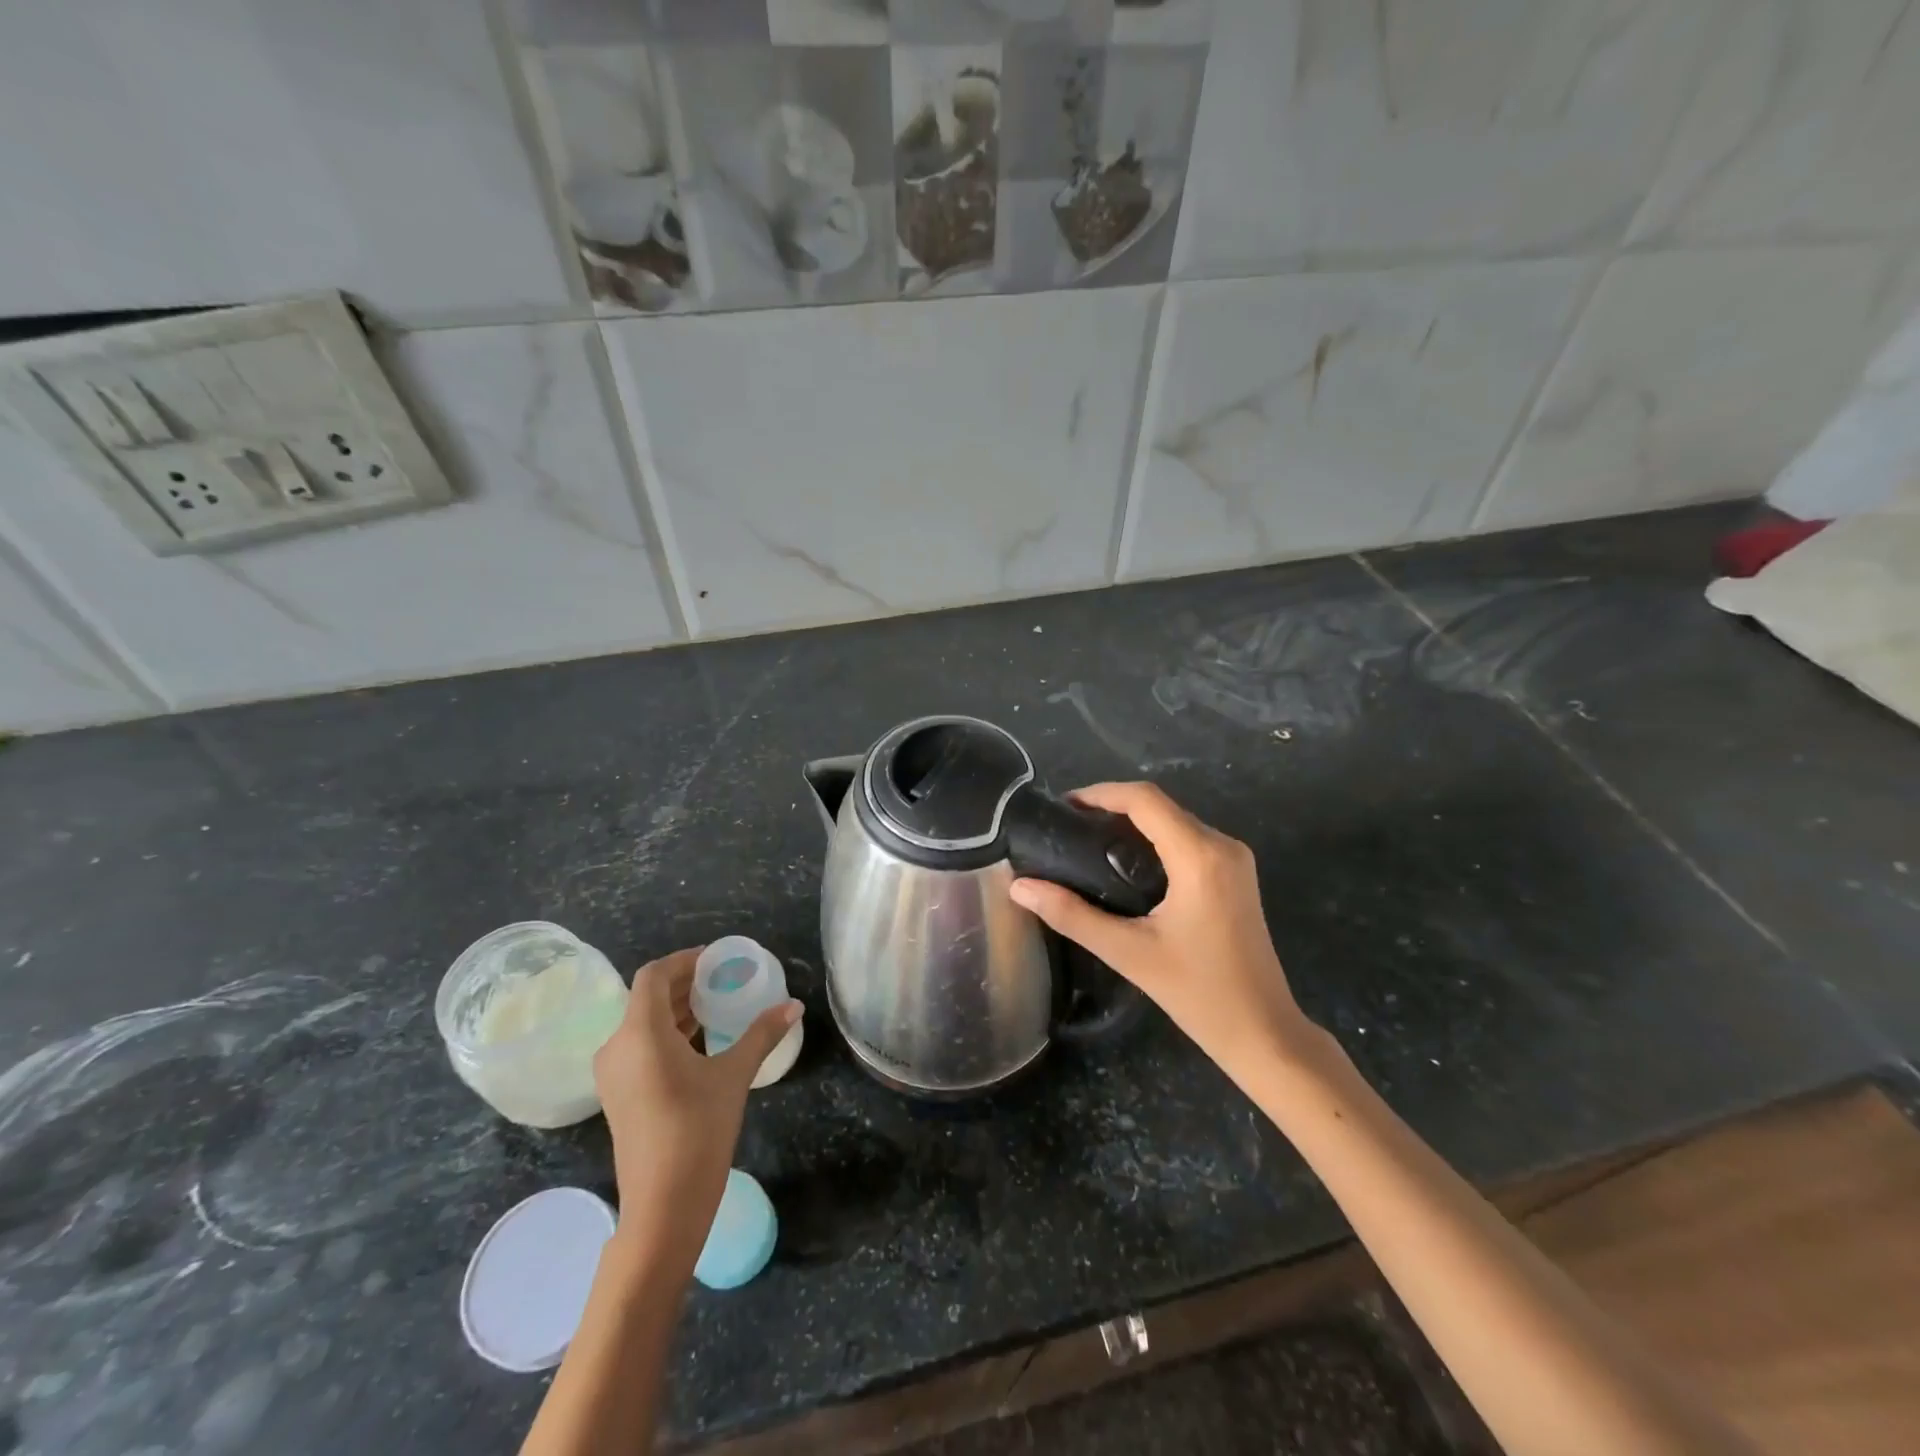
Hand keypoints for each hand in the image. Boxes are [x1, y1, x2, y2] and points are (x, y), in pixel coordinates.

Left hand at [593, 948, 800, 1276]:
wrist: (662, 1207)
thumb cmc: (697, 1131)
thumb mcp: (734, 1075)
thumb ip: (762, 1034)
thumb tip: (794, 1004)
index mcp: (640, 1033)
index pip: (654, 975)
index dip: (684, 960)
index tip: (716, 959)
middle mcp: (617, 1047)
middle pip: (647, 998)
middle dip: (684, 983)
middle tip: (723, 978)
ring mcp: (613, 1074)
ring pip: (643, 1023)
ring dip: (676, 1008)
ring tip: (716, 1004)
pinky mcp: (618, 1095)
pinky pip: (640, 1046)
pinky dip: (667, 1033)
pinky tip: (699, 1040)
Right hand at [1008, 782, 1313, 1080]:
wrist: (1263, 1032)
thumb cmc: (1198, 994)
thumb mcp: (1128, 953)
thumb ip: (1071, 915)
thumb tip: (1019, 888)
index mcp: (1200, 856)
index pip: (1145, 800)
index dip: (1101, 793)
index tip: (1062, 806)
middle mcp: (1222, 846)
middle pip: (1160, 805)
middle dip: (1112, 806)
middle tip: (1067, 827)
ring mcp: (1234, 859)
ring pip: (1175, 819)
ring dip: (1133, 822)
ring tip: (1087, 840)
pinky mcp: (1236, 874)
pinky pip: (1189, 838)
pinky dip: (1154, 838)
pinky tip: (1124, 861)